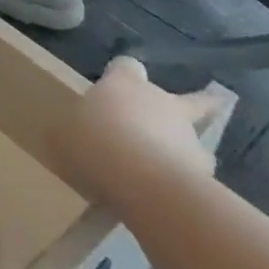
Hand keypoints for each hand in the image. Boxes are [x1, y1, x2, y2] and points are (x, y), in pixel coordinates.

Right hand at [49, 58, 227, 213]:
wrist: (144, 182)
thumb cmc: (96, 143)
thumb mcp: (63, 136)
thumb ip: (69, 134)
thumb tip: (67, 138)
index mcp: (124, 84)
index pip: (127, 67)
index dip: (123, 76)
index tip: (117, 85)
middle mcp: (161, 101)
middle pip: (190, 98)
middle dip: (197, 104)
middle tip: (197, 112)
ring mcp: (188, 137)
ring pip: (195, 140)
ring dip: (185, 150)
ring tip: (166, 173)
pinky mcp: (205, 173)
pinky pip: (196, 177)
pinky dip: (187, 185)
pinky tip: (170, 201)